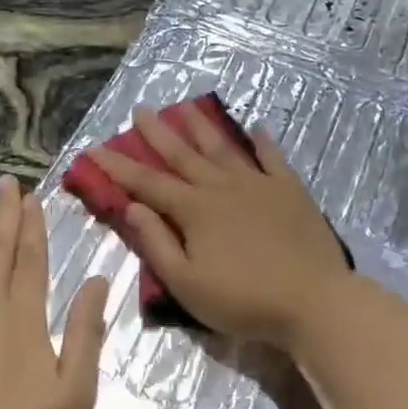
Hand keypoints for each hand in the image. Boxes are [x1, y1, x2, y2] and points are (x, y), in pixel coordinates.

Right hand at [89, 106, 350, 347]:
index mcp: (194, 210)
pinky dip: (262, 141)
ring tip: (186, 107)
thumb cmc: (243, 300)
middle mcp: (222, 187)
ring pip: (222, 148)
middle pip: (183, 155)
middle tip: (140, 110)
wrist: (313, 301)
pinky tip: (256, 126)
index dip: (117, 166)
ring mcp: (258, 184)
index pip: (146, 183)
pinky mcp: (290, 190)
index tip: (93, 148)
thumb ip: (157, 243)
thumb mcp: (186, 283)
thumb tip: (133, 207)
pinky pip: (272, 158)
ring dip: (201, 127)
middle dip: (158, 133)